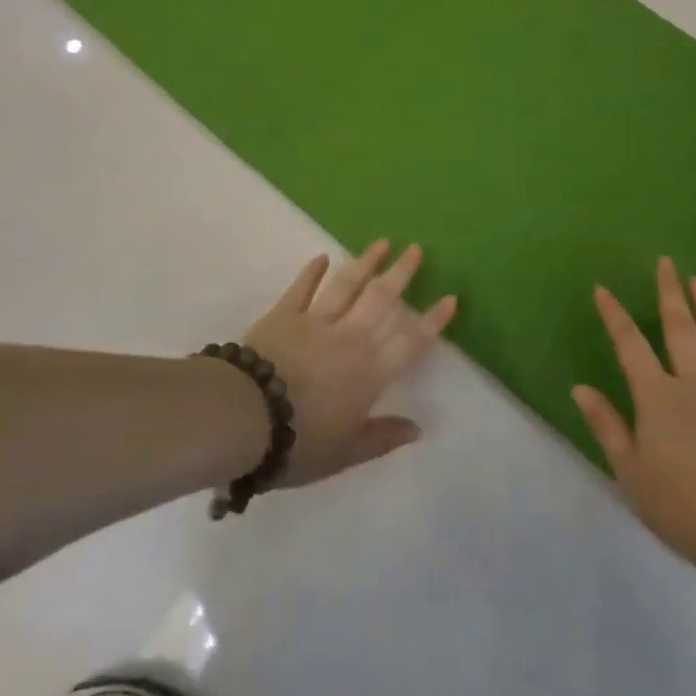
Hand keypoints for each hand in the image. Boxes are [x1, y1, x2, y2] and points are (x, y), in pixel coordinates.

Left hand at [245, 241, 456, 487]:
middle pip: (381, 300)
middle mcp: (349, 339)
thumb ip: (382, 437)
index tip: (450, 297)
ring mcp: (315, 322)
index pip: (410, 342)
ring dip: (365, 262)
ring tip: (381, 242)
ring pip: (347, 286)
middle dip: (401, 273)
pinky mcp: (283, 314)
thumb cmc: (299, 441)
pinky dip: (312, 272)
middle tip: (415, 248)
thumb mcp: (346, 452)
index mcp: (370, 372)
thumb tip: (418, 429)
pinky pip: (302, 288)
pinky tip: (321, 257)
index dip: (432, 321)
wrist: (245, 415)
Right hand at [573, 256, 695, 568]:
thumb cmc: (681, 504)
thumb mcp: (630, 470)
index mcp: (657, 396)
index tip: (602, 289)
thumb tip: (580, 387)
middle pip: (680, 329)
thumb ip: (607, 425)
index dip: (615, 315)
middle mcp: (693, 384)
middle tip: (667, 262)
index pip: (630, 345)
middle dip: (670, 293)